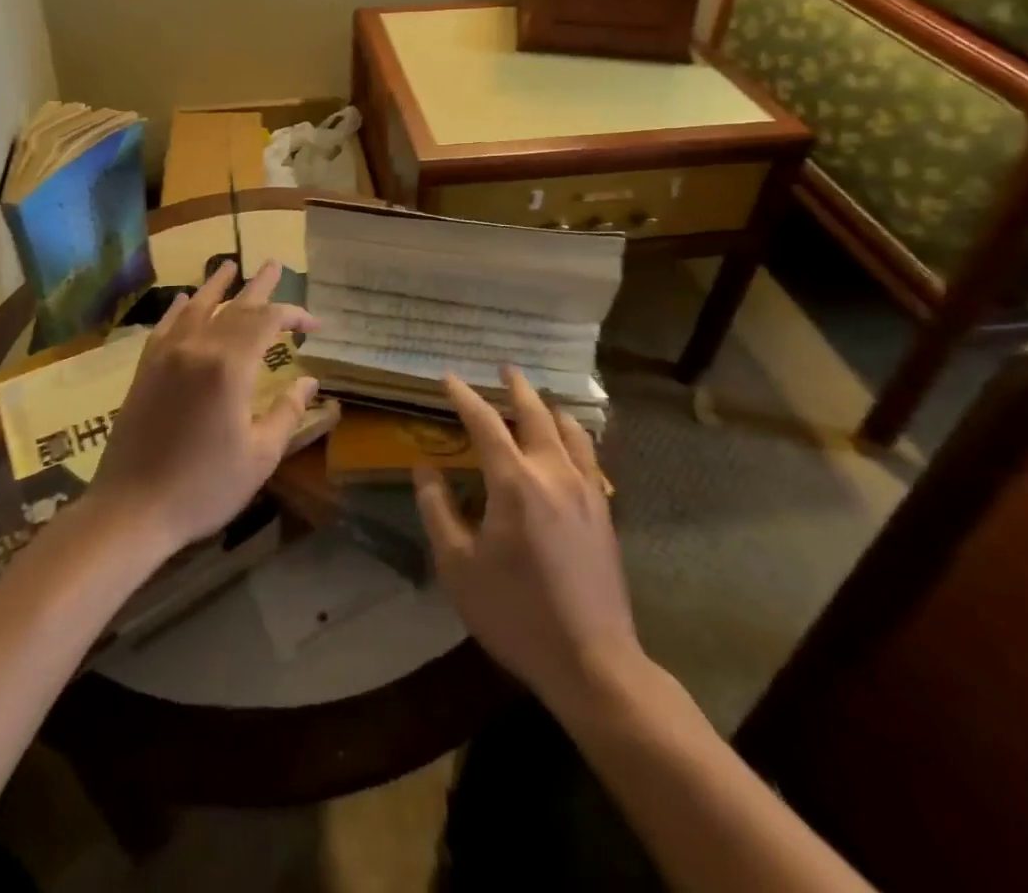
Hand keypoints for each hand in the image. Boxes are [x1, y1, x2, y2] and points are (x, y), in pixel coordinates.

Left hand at [91, 260, 319, 552]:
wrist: (131, 509)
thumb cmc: (204, 487)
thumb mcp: (260, 456)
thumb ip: (287, 413)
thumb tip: (309, 382)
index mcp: (230, 368)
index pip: (267, 322)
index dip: (293, 315)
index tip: (314, 326)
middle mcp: (198, 348)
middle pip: (234, 306)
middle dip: (259, 286)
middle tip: (275, 265)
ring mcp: (166, 356)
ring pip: (197, 307)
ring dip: (217, 285)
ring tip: (230, 266)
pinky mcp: (145, 369)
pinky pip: (166, 325)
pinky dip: (180, 308)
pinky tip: (187, 300)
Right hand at [414, 368, 645, 714]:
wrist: (592, 661)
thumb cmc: (515, 613)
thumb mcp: (458, 566)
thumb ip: (437, 510)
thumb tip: (423, 467)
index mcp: (515, 482)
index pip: (485, 423)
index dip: (465, 396)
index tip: (449, 378)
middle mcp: (554, 473)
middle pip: (536, 414)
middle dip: (517, 387)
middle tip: (504, 368)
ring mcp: (586, 490)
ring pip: (570, 430)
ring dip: (549, 408)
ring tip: (538, 399)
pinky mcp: (604, 510)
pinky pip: (589, 455)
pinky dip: (573, 435)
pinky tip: (569, 444)